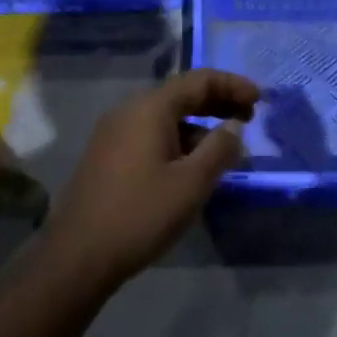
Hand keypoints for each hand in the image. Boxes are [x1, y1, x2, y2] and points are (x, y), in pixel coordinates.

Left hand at [45, 69, 257, 285]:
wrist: (77, 256)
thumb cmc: (140, 214)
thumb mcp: (191, 183)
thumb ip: (219, 149)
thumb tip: (234, 127)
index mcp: (150, 108)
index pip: (199, 80)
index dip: (232, 85)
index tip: (260, 100)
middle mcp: (129, 111)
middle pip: (181, 94)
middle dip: (217, 102)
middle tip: (249, 118)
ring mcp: (114, 133)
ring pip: (166, 117)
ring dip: (199, 125)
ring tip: (225, 149)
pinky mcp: (107, 156)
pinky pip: (150, 134)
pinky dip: (178, 140)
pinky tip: (192, 166)